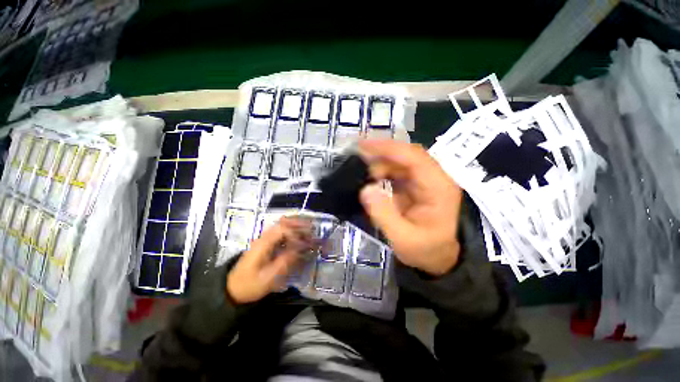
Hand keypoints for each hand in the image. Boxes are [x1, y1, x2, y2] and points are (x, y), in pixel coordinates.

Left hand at [226, 217, 311, 303]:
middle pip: (283, 223)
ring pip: (282, 225)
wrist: (232, 289)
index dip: (296, 234)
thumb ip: (285, 262)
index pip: (283, 230)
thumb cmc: (250, 285)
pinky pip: (281, 232)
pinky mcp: (266, 244)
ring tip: (309, 229)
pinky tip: (299, 235)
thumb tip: (300, 249)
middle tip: (312, 227)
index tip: (305, 244)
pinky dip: (291, 231)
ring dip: (296, 225)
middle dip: (299, 223)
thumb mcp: (268, 278)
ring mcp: (264, 239)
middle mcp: (264, 237)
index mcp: (263, 243)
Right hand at [358, 140, 462, 275]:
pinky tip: (370, 178)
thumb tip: (366, 189)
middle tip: (356, 160)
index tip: (363, 146)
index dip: (388, 148)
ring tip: (361, 173)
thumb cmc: (426, 250)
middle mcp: (434, 177)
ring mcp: (425, 179)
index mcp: (438, 187)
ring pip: (400, 161)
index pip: (414, 157)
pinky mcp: (416, 184)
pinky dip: (382, 171)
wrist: (439, 256)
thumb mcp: (403, 239)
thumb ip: (384, 215)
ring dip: (379, 163)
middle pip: (406, 155)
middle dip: (380, 155)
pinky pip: (397, 170)